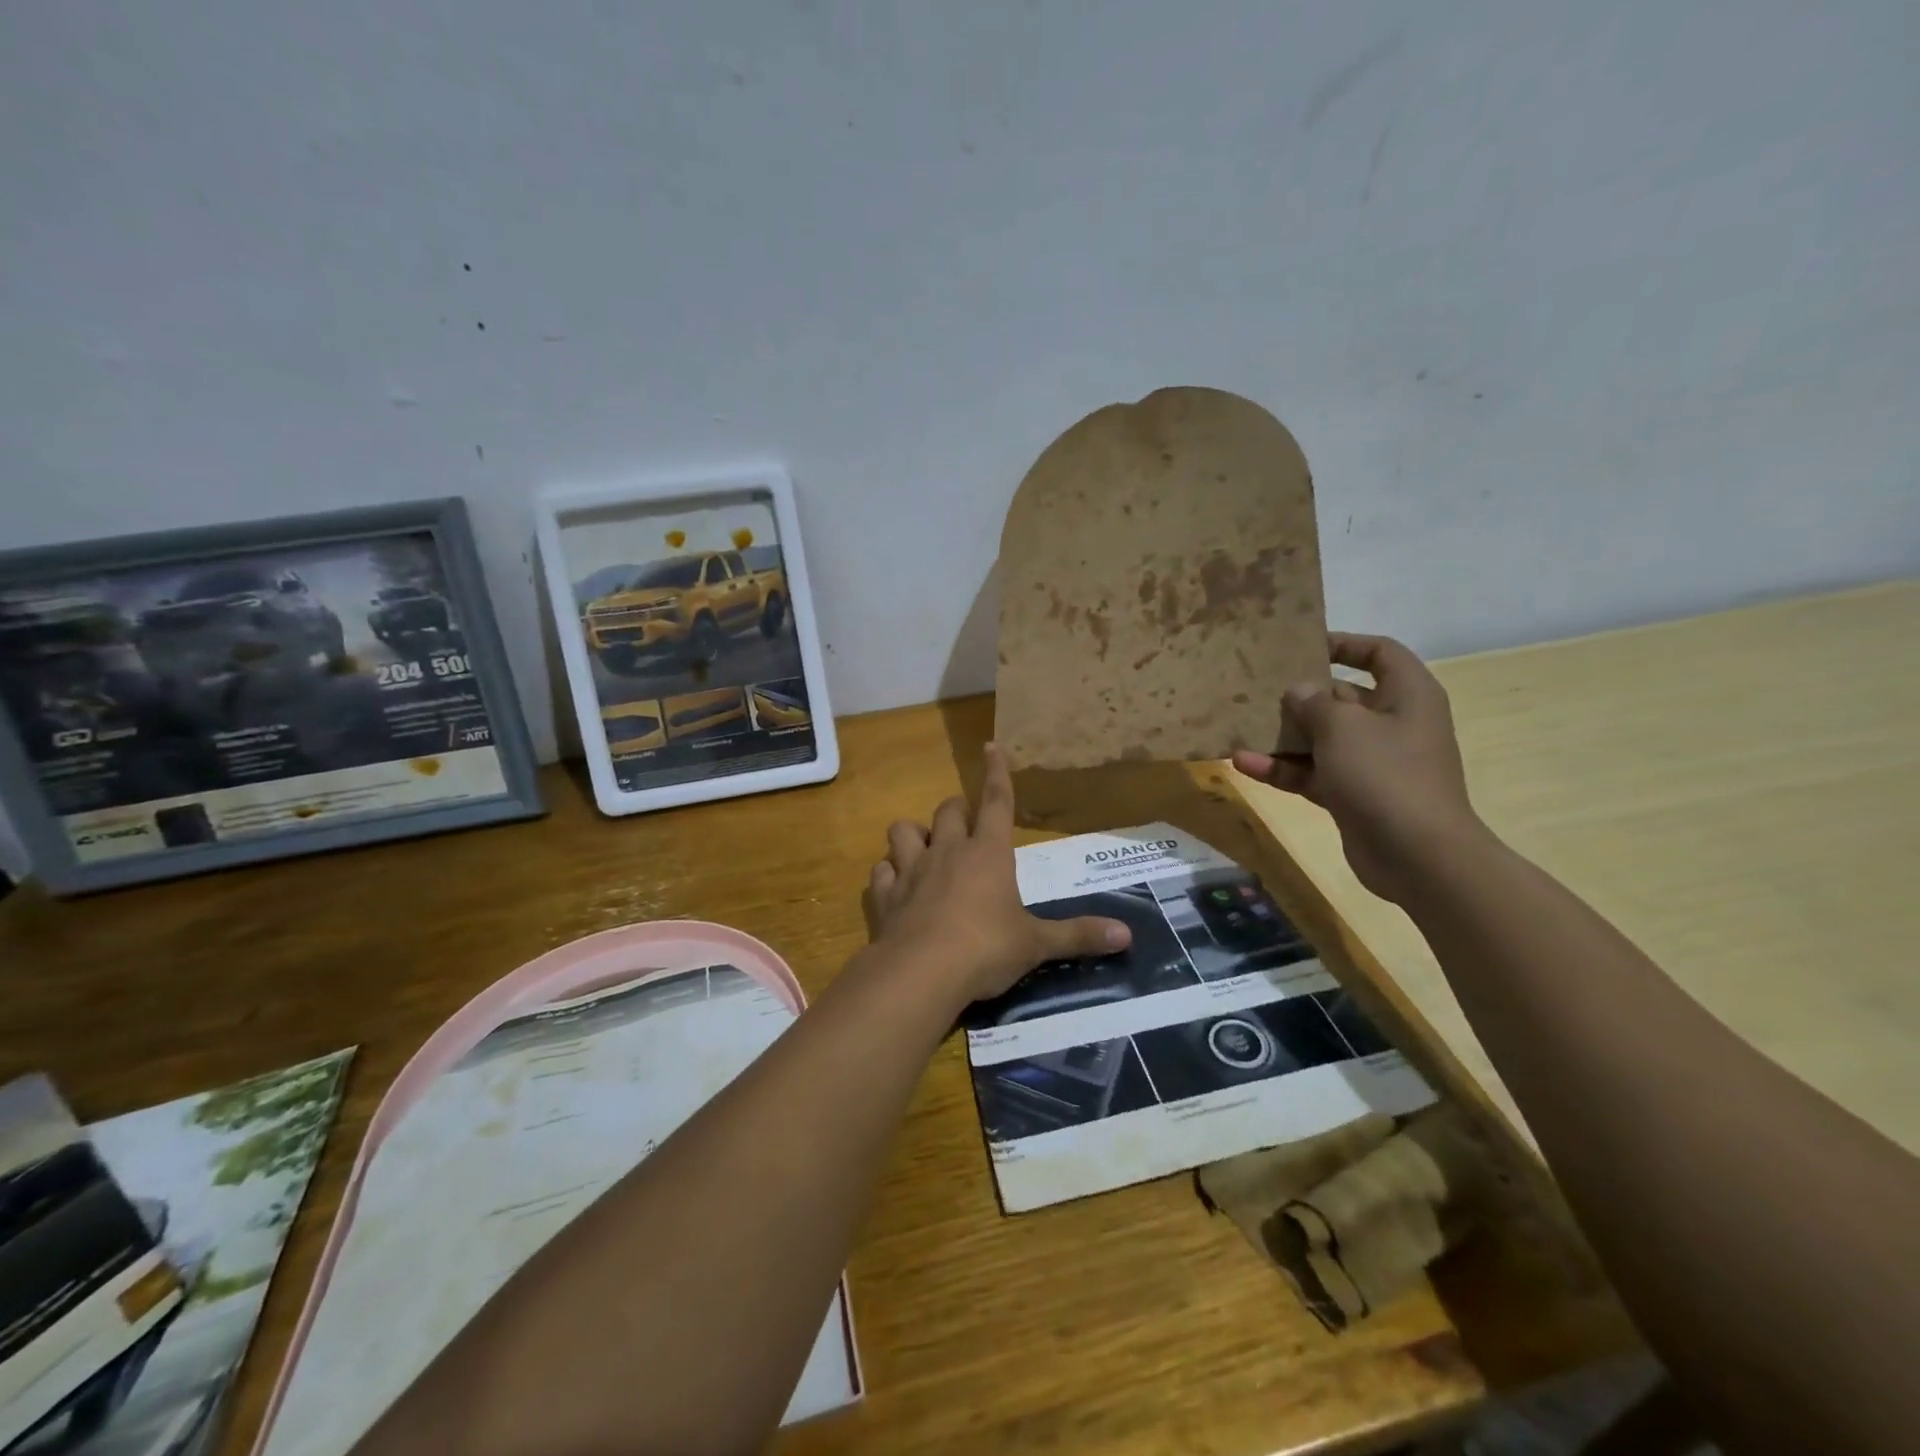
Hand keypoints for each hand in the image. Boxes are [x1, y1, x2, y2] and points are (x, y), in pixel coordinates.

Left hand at [867, 744, 1131, 1003]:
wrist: (921, 973)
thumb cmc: (986, 949)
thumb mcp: (1036, 944)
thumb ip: (1078, 935)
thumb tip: (1128, 936)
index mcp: (988, 854)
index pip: (996, 801)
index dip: (996, 772)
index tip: (991, 745)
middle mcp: (947, 852)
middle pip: (948, 810)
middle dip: (957, 810)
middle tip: (966, 827)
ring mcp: (911, 871)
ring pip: (903, 831)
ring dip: (914, 835)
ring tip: (924, 850)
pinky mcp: (884, 896)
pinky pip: (880, 872)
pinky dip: (888, 875)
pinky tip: (894, 887)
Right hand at [1232, 632, 1487, 904]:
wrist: (1417, 856)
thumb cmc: (1385, 775)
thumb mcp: (1343, 727)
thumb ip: (1314, 702)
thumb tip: (1299, 690)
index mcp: (1407, 696)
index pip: (1380, 654)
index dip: (1344, 644)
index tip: (1302, 646)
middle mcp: (1393, 724)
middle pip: (1343, 697)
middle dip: (1301, 694)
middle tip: (1258, 688)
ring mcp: (1373, 763)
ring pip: (1322, 739)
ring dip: (1284, 736)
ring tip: (1242, 727)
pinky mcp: (1354, 795)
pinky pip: (1314, 773)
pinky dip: (1284, 769)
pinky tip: (1245, 764)